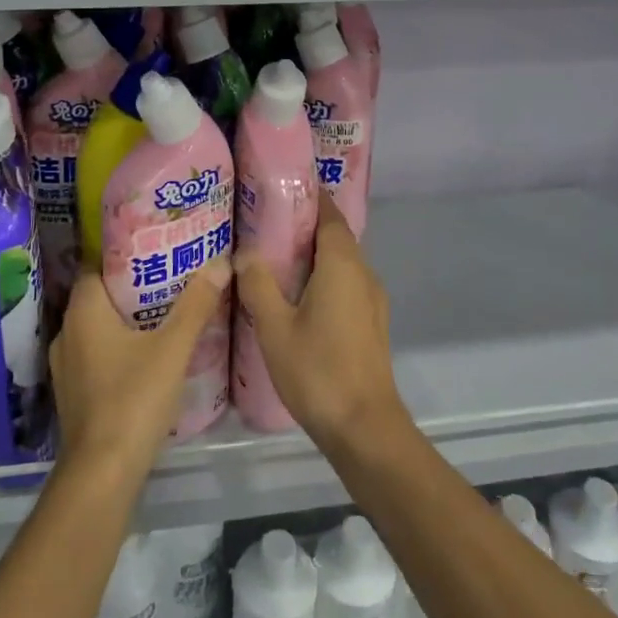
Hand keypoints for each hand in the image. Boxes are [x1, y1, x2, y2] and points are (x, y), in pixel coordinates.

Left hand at [50, 261, 230, 479]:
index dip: (122, 260)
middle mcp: (67, 334)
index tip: (155, 254)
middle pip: (98, 298)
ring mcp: (66, 368)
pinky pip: (95, 356)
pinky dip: (117, 349)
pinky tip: (146, 357)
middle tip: (169, 282)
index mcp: (83, 313)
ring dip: (124, 322)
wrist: (102, 474)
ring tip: (163, 315)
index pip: (95, 269)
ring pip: (96, 330)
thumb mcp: (173, 348)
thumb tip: (220, 262)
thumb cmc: (134, 399)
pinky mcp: (74, 395)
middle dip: (131, 290)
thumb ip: (196, 305)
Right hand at [236, 193, 407, 452]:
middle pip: (336, 237)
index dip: (310, 199)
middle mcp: (363, 273)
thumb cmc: (317, 370)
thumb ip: (259, 284)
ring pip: (342, 263)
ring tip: (275, 258)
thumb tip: (245, 253)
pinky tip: (297, 297)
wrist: (364, 427)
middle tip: (266, 224)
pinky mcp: (371, 323)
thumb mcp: (275, 326)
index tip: (282, 190)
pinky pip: (346, 285)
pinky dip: (324, 279)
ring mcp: (372, 300)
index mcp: (343, 264)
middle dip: (305, 227)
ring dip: (314, 256)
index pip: (330, 214)